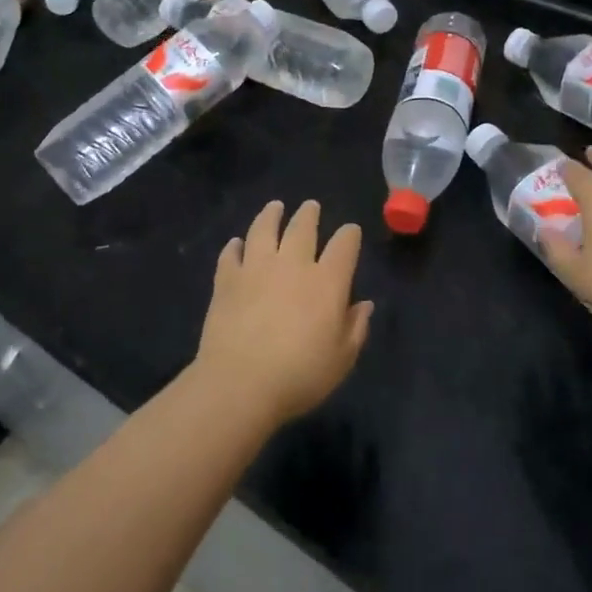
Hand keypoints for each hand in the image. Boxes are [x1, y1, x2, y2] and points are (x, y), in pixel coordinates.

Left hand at [194, 200, 371, 428]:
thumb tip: (364, 305)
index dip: (350, 234)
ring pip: (264, 230)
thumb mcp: (342, 359)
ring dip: (271, 215)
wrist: (240, 384)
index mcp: (327, 281)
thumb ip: (356, 328)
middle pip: (302, 227)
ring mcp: (256, 268)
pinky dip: (234, 246)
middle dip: (309, 214)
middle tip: (310, 206)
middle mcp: (293, 264)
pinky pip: (231, 254)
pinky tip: (236, 244)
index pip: (344, 245)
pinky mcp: (227, 281)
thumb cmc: (300, 376)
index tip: (350, 231)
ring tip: (275, 207)